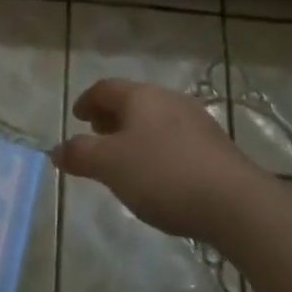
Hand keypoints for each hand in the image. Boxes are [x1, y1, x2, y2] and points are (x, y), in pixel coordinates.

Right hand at [53, 79, 263, 242]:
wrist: (235, 203)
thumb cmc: (162, 175)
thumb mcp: (110, 166)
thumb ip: (80, 155)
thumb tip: (56, 150)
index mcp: (141, 96)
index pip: (105, 88)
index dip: (87, 100)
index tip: (76, 117)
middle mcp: (170, 100)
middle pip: (133, 101)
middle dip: (111, 117)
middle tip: (97, 136)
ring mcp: (197, 122)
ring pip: (156, 120)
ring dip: (135, 134)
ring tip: (125, 160)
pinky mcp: (216, 148)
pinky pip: (176, 140)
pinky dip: (157, 149)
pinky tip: (158, 176)